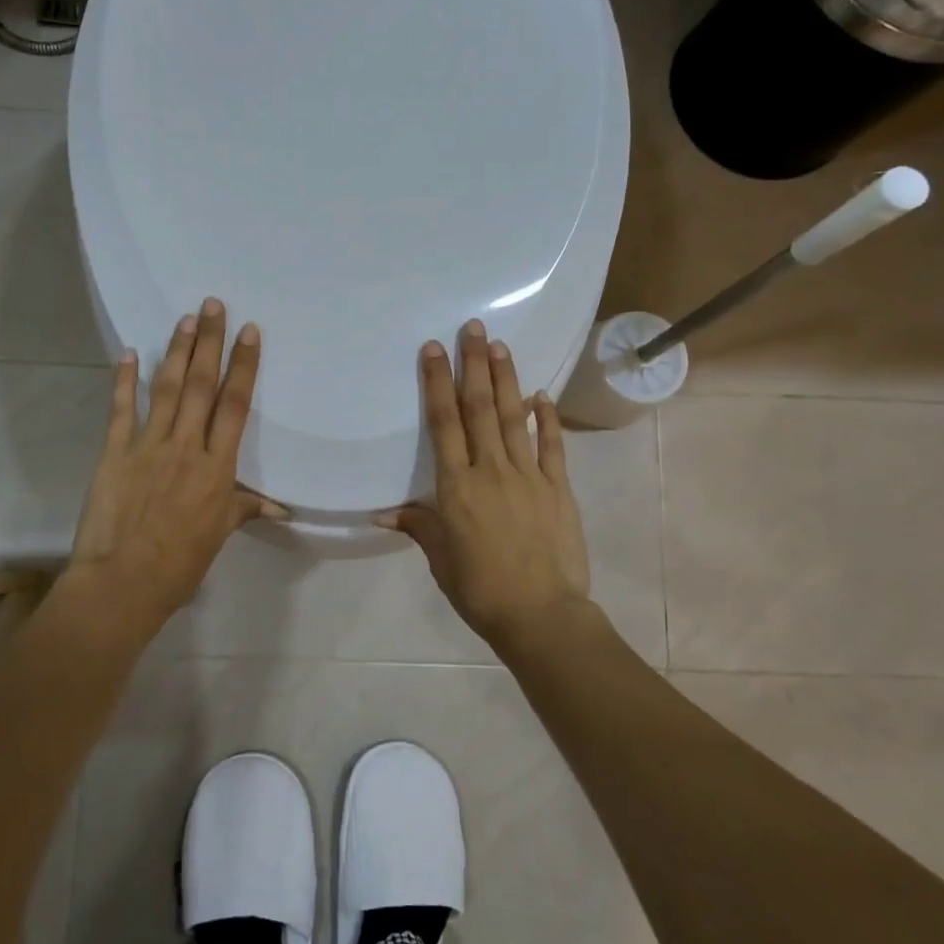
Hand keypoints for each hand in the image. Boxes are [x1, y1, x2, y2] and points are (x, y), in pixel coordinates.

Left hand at [68, 298, 284, 629]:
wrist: (122, 583)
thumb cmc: (179, 564)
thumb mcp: (219, 536)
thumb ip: (244, 509)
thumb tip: (280, 508)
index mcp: (217, 467)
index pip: (234, 405)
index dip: (243, 366)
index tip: (249, 332)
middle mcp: (185, 446)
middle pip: (202, 385)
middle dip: (210, 342)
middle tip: (213, 305)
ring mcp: (147, 445)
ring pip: (167, 389)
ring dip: (177, 351)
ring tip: (185, 318)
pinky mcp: (114, 452)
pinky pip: (121, 409)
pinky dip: (124, 380)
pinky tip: (127, 353)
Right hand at [378, 319, 592, 648]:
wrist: (542, 615)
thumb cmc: (481, 590)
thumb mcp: (441, 560)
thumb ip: (419, 527)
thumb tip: (386, 511)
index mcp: (457, 487)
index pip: (444, 423)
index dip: (437, 383)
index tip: (435, 349)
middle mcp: (491, 470)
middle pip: (481, 408)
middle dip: (474, 365)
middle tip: (474, 328)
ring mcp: (529, 476)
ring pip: (514, 417)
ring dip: (507, 379)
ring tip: (501, 346)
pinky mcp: (558, 488)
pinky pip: (552, 446)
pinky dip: (547, 418)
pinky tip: (542, 395)